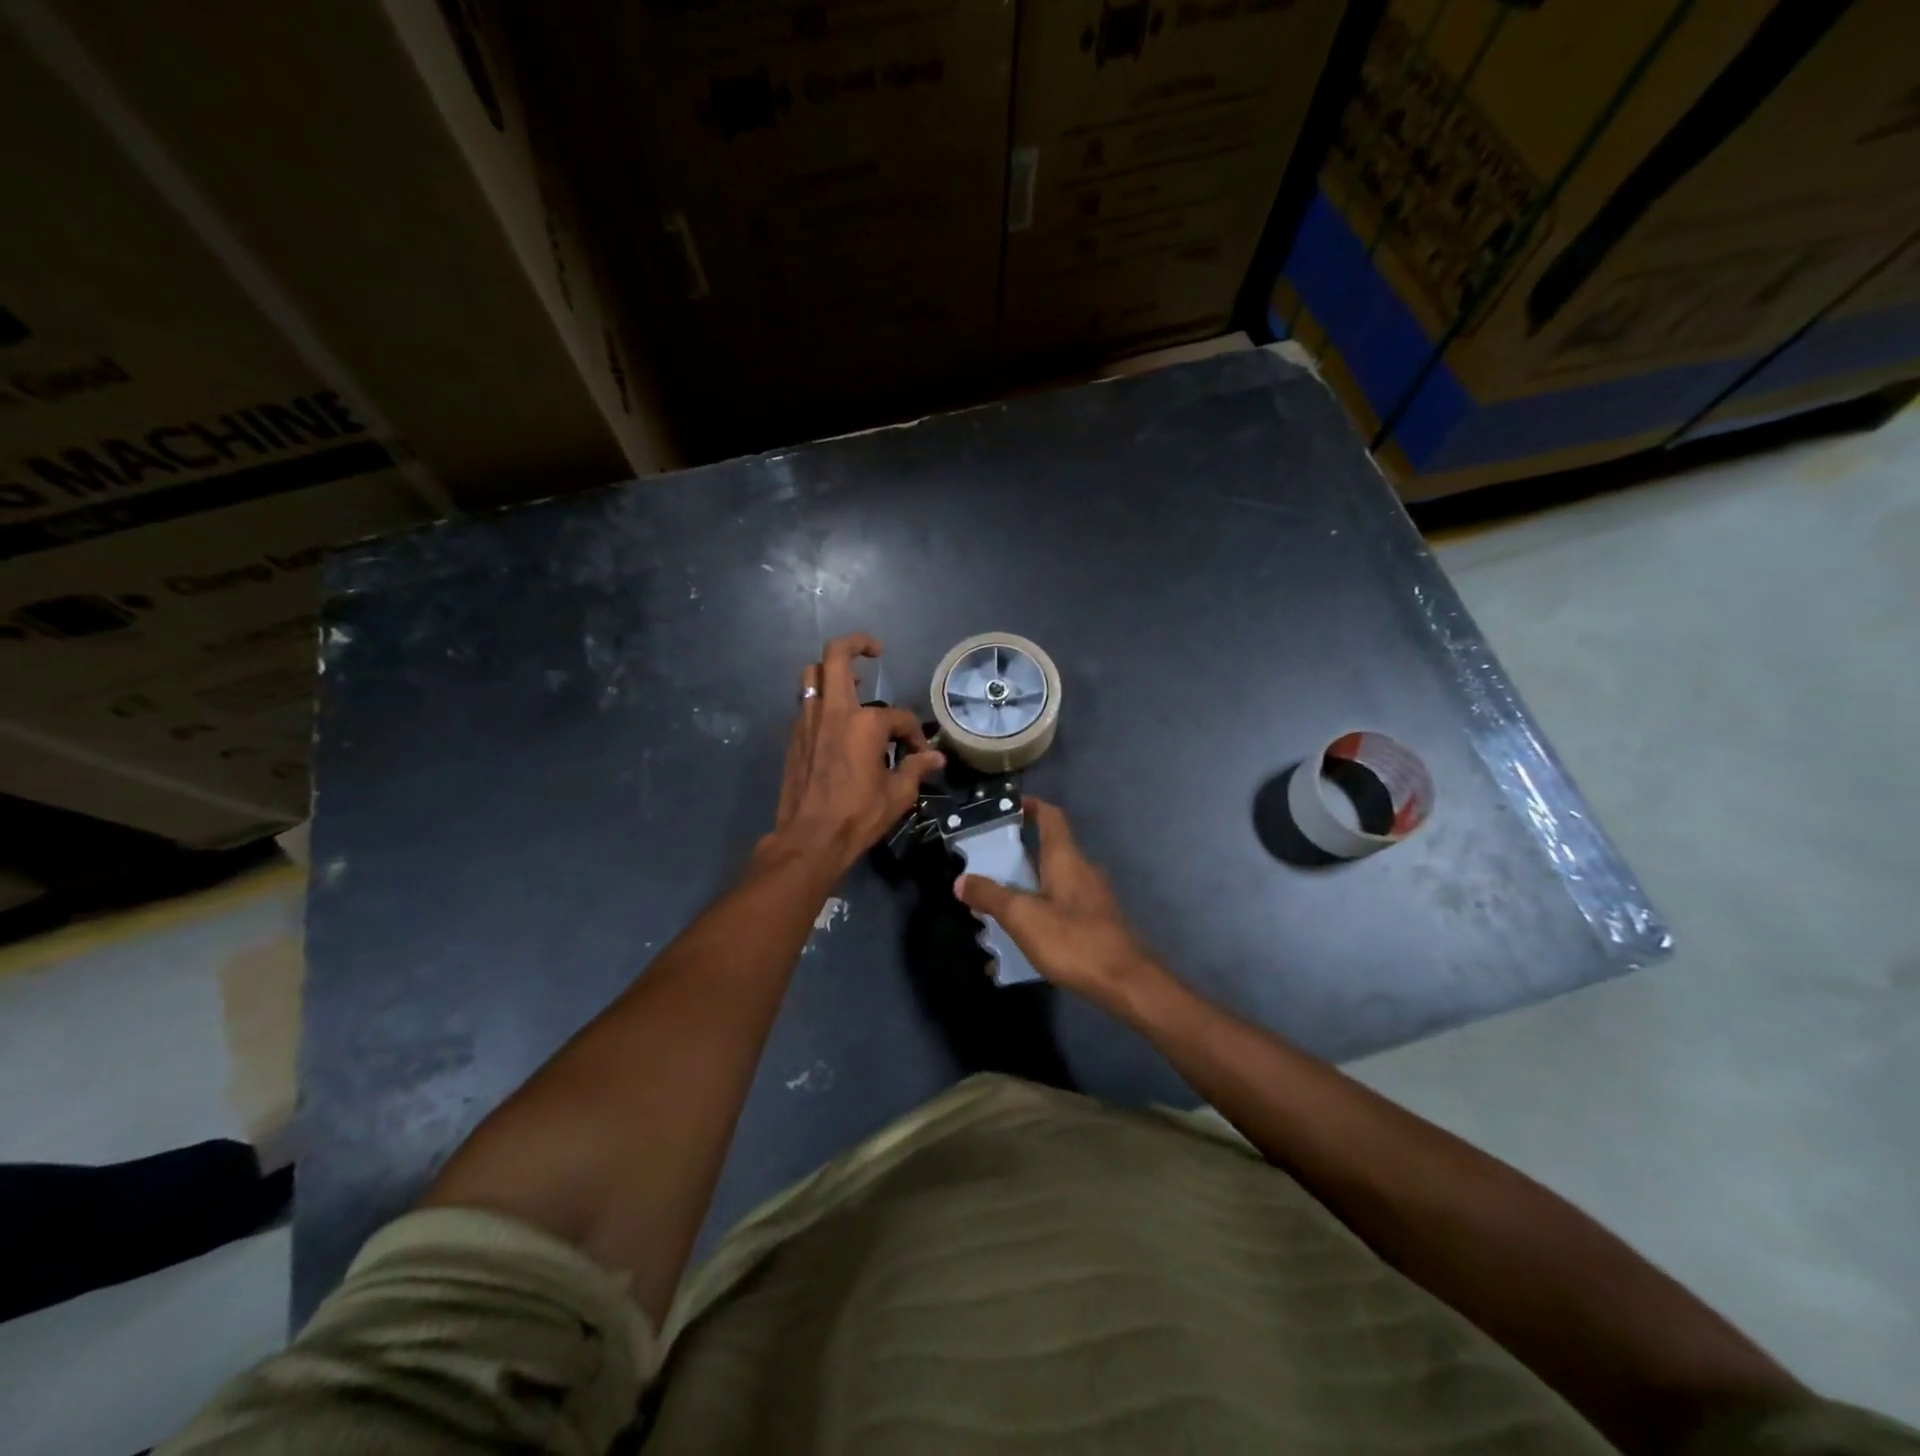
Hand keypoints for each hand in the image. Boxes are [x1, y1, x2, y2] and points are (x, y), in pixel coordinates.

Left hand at [762, 634, 944, 875]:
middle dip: (857, 644)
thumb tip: (936, 757)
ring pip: (813, 675)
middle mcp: (834, 711)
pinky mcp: (794, 736)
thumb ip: (916, 768)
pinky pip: (807, 703)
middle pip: (836, 656)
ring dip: (832, 670)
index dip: (914, 734)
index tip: (918, 753)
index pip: (899, 717)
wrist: (809, 838)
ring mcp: (808, 721)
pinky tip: (836, 720)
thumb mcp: (897, 794)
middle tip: (874, 651)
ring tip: (852, 682)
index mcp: (865, 723)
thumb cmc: (857, 815)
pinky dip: (822, 700)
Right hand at [954, 797, 1162, 1010]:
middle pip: (1048, 850)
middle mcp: (1082, 870)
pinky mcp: (1096, 922)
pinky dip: (1039, 912)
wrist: (1126, 982)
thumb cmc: (1073, 940)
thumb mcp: (1023, 917)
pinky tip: (1022, 938)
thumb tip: (962, 880)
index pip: (1051, 816)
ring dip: (1025, 887)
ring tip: (996, 906)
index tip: (1006, 808)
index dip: (1030, 806)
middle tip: (986, 866)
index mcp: (1066, 859)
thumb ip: (991, 896)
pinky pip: (1061, 907)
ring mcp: (1092, 897)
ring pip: (1052, 882)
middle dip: (1016, 855)